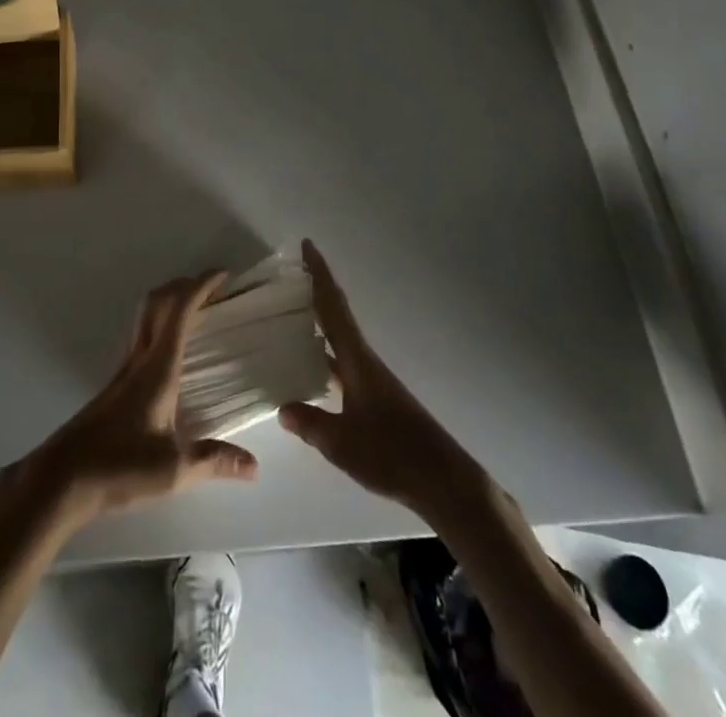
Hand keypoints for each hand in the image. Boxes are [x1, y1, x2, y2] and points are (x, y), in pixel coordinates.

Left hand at [20, 272, 258, 528]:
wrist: (63, 476)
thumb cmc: (119, 466)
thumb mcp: (173, 470)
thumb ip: (213, 461)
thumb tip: (254, 465)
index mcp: (157, 368)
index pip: (179, 311)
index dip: (201, 286)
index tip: (223, 274)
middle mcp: (139, 359)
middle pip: (157, 302)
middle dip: (184, 285)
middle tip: (212, 287)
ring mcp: (123, 369)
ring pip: (144, 316)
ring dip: (169, 302)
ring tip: (195, 310)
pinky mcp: (114, 384)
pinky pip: (140, 336)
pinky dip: (159, 325)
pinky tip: (169, 351)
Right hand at [279, 241, 487, 522]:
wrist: (442, 480)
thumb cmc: (392, 454)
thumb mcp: (342, 443)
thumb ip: (310, 424)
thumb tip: (282, 407)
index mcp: (357, 360)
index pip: (333, 307)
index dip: (319, 275)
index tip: (308, 245)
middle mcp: (364, 361)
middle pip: (337, 315)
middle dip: (317, 290)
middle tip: (292, 272)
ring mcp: (372, 379)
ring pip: (341, 338)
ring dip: (321, 320)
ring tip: (292, 312)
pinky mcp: (376, 398)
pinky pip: (343, 361)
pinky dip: (326, 351)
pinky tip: (312, 365)